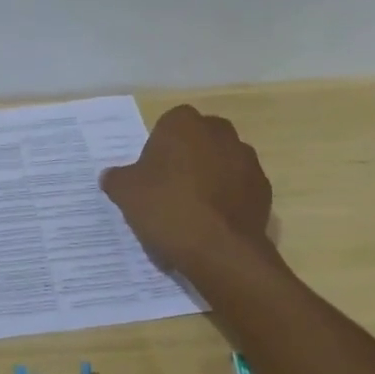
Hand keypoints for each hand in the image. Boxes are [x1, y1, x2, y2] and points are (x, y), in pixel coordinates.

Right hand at [100, 105, 272, 269]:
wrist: (220, 250)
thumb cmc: (167, 209)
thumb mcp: (125, 193)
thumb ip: (117, 178)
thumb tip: (111, 175)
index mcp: (184, 123)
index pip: (168, 125)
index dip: (158, 149)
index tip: (151, 175)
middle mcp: (220, 132)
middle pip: (198, 140)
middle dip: (186, 157)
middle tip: (169, 188)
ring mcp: (246, 159)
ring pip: (221, 162)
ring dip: (209, 176)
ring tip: (193, 209)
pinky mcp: (263, 188)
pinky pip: (238, 186)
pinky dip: (227, 198)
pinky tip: (213, 222)